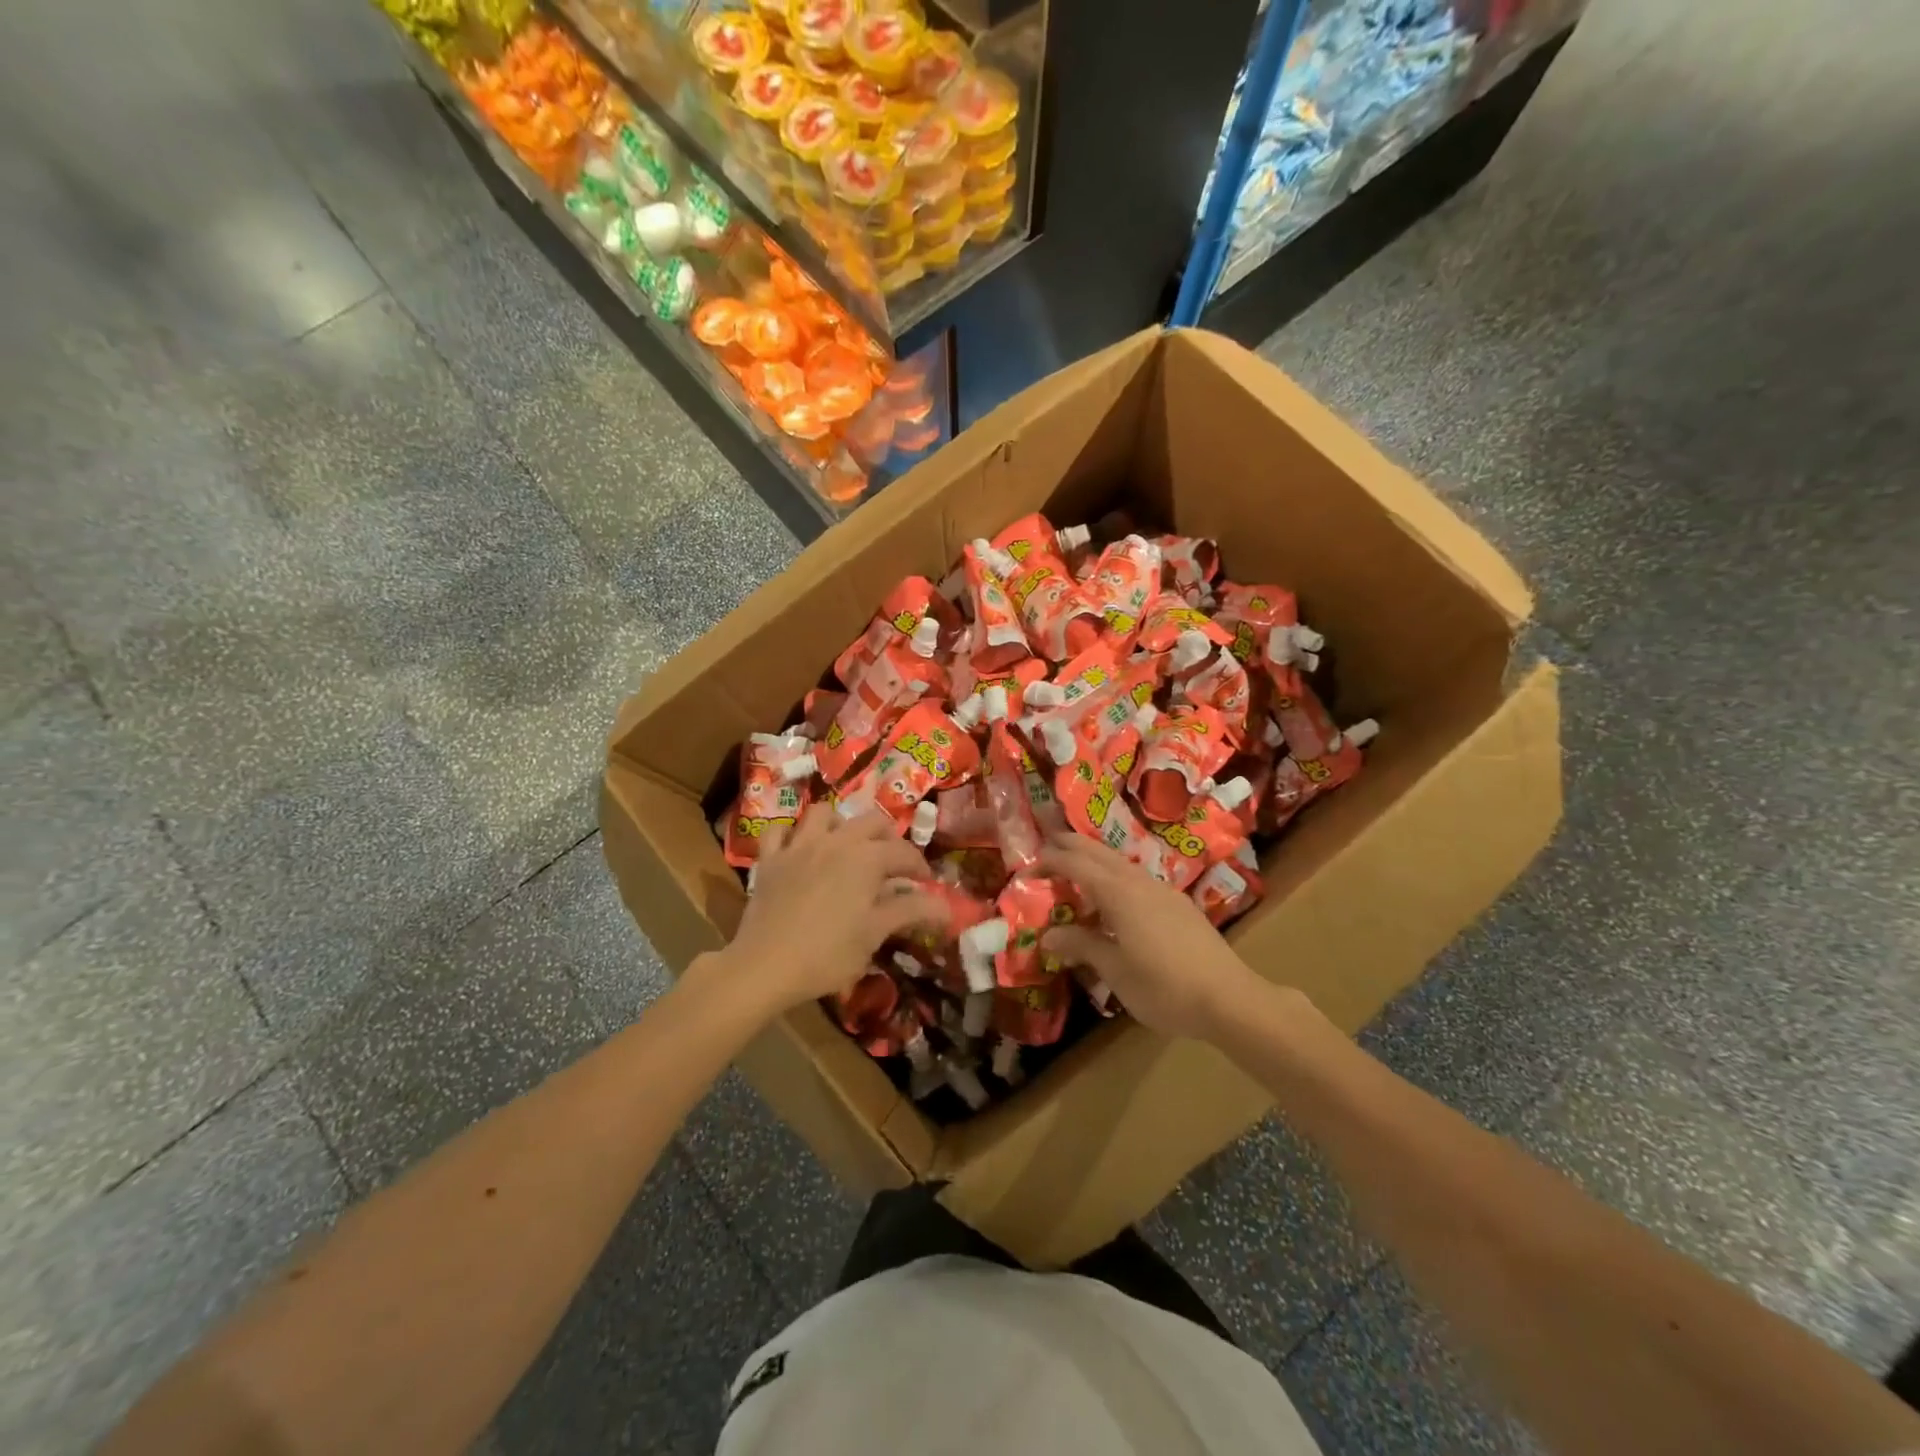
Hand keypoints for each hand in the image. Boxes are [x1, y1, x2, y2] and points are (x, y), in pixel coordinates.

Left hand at [721, 808, 947, 1015]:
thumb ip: (911, 911)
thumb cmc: (828, 954)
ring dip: (841, 824)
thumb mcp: (875, 934)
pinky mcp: (770, 858)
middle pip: (871, 822)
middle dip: (888, 838)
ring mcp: (799, 845)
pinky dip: (791, 834)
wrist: (765, 966)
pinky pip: (779, 831)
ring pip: (825, 813)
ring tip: (848, 846)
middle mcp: (836, 840)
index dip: (920, 867)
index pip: (904, 853)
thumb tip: (946, 906)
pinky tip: (799, 849)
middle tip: (893, 864)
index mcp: (867, 858)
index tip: (926, 884)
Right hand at [1039, 833, 1264, 1040]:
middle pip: (1099, 852)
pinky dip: (1114, 876)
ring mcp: (1162, 891)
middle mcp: (1139, 882)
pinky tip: (1114, 900)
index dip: (1049, 861)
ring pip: (1120, 862)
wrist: (1229, 999)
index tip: (1026, 867)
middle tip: (1046, 846)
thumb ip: (1082, 946)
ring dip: (1094, 859)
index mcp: (1119, 893)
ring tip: (1075, 870)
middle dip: (1071, 845)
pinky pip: (1136, 878)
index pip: (1075, 864)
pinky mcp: (1178, 905)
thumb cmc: (1164, 987)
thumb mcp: (1115, 970)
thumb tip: (1049, 935)